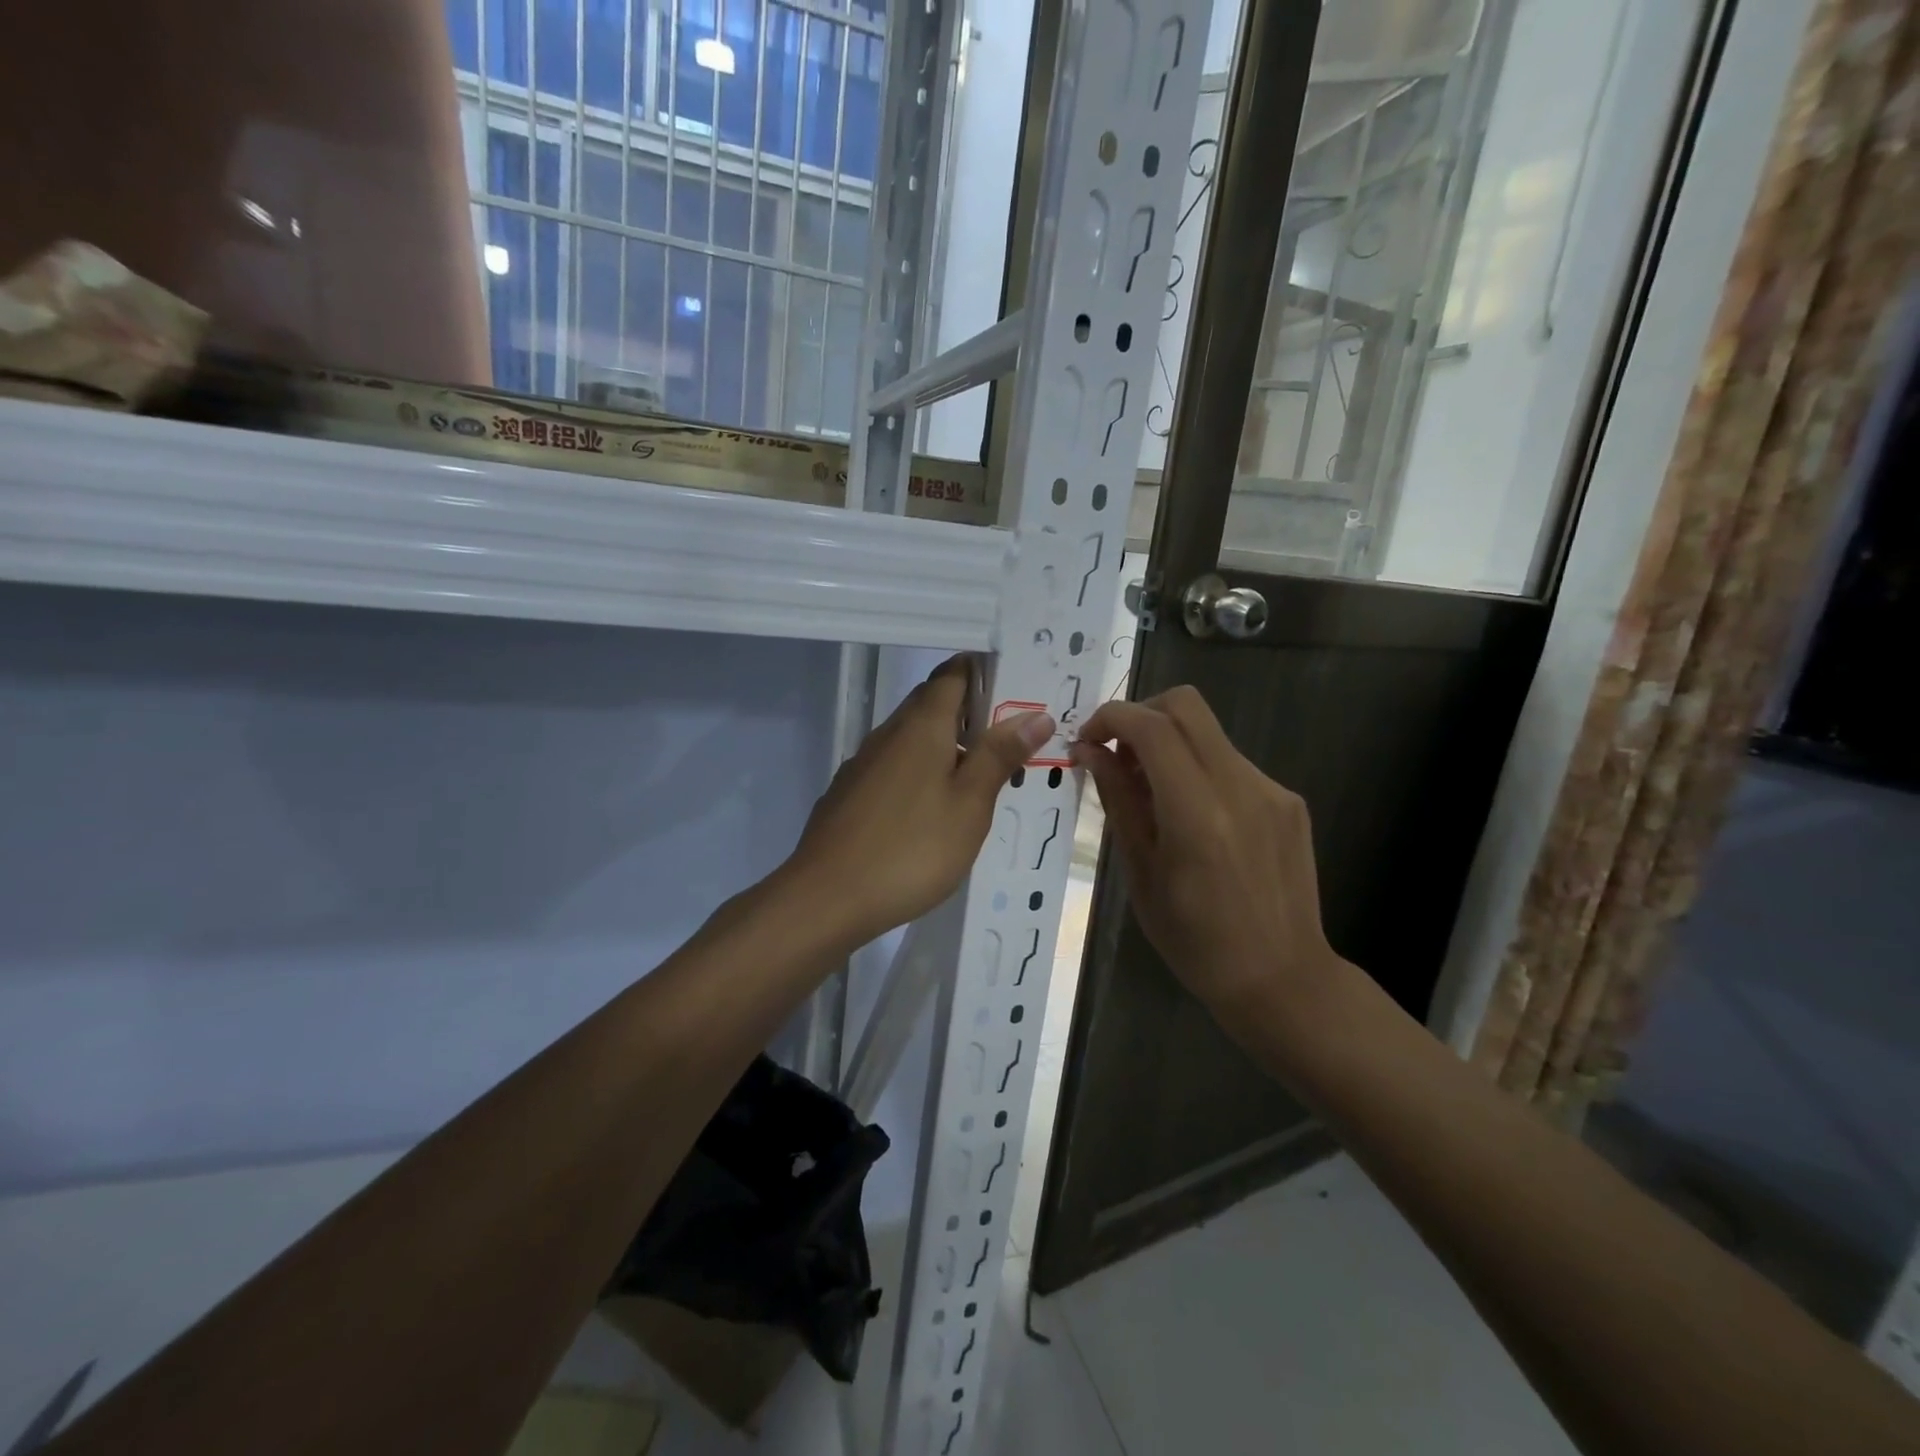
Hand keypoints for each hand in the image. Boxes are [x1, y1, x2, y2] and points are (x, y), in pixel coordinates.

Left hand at [784, 656, 1053, 947]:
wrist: (826, 897)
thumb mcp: (970, 804)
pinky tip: (935, 808)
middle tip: (1012, 738)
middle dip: (971, 711)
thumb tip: (1034, 714)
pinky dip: (921, 771)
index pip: (953, 673)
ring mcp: (864, 763)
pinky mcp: (851, 792)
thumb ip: (999, 756)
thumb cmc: (911, 848)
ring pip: (913, 737)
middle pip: (932, 703)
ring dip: (947, 745)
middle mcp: (889, 733)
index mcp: (921, 725)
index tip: (1017, 688)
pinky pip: (895, 766)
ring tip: (982, 775)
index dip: (984, 671)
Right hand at [1071, 686, 1341, 1019]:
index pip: (1152, 726)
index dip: (1111, 718)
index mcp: (1198, 814)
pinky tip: (1192, 817)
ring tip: (1150, 795)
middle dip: (1141, 715)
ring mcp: (1271, 790)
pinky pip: (1231, 763)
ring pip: (1208, 733)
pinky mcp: (1288, 801)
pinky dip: (1198, 770)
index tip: (1088, 740)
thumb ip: (1119, 801)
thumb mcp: (1141, 873)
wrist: (1282, 979)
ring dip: (1169, 745)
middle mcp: (1241, 787)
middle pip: (1186, 705)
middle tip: (1117, 755)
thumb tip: (1091, 752)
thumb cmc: (1196, 941)